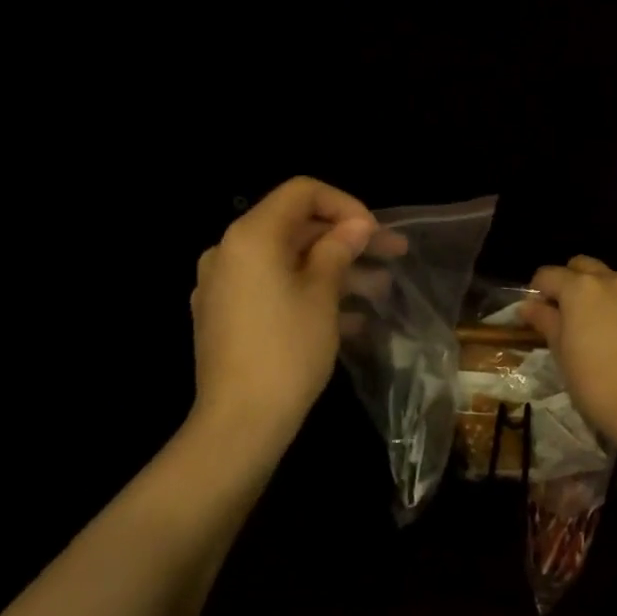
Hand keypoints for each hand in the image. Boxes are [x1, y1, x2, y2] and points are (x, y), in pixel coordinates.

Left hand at [189, 177, 380, 444]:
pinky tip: (350, 319)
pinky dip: (309, 293)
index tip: (374, 233)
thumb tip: (356, 224)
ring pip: (288, 261)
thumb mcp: (323, 294)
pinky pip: (272, 289)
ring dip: (335, 270)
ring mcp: (223, 286)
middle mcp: (228, 252)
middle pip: (296, 227)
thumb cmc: (287, 350)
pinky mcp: (225, 316)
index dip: (345, 204)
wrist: (240, 422)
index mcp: (250, 236)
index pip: (301, 192)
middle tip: (393, 255)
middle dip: (346, 240)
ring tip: (380, 291)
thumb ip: (339, 248)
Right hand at [520, 257, 616, 447]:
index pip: (548, 274)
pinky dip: (613, 304)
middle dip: (567, 281)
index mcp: (581, 287)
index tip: (533, 312)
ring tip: (585, 324)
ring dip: (592, 291)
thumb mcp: (560, 351)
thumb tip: (528, 306)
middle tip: (559, 313)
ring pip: (607, 279)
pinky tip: (610, 334)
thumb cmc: (592, 380)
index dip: (537, 290)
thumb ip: (545, 320)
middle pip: (581, 266)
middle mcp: (610, 281)